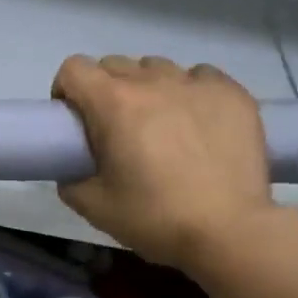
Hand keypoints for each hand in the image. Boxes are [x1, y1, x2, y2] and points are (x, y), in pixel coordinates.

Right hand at [53, 54, 272, 271]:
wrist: (230, 232)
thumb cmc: (156, 218)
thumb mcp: (95, 208)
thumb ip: (71, 181)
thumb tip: (73, 169)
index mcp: (113, 103)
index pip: (74, 68)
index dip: (67, 90)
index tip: (76, 119)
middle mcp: (152, 81)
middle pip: (115, 64)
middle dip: (106, 90)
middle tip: (117, 128)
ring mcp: (195, 83)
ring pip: (157, 68)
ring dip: (149, 88)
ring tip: (162, 124)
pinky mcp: (231, 92)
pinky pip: (199, 76)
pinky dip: (190, 92)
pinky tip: (198, 122)